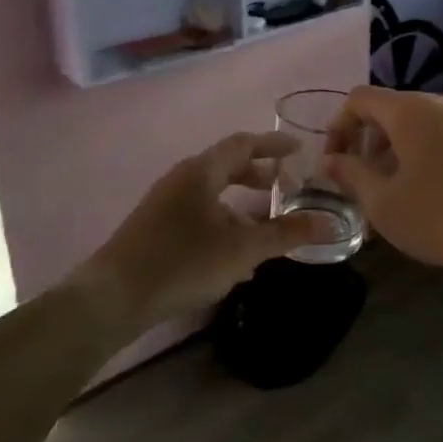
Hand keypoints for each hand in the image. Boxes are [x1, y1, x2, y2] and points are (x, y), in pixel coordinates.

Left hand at [74, 132, 333, 329]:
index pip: (243, 144)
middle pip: (227, 167)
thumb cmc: (181, 263)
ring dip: (241, 207)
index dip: (274, 145)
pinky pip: (199, 214)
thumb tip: (330, 224)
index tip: (300, 149)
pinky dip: (223, 224)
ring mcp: (165, 203)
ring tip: (266, 231)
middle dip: (259, 176)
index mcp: (201, 171)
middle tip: (286, 189)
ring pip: (212, 194)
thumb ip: (286, 234)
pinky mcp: (156, 228)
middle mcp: (181, 179)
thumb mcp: (241, 250)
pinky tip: (234, 260)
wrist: (112, 297)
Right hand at [322, 87, 442, 282]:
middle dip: (369, 146)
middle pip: (393, 113)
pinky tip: (435, 197)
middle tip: (362, 187)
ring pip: (423, 128)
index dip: (338, 126)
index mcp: (412, 110)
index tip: (334, 163)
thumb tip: (332, 161)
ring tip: (397, 198)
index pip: (360, 99)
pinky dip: (430, 158)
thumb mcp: (385, 203)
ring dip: (399, 156)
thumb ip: (352, 175)